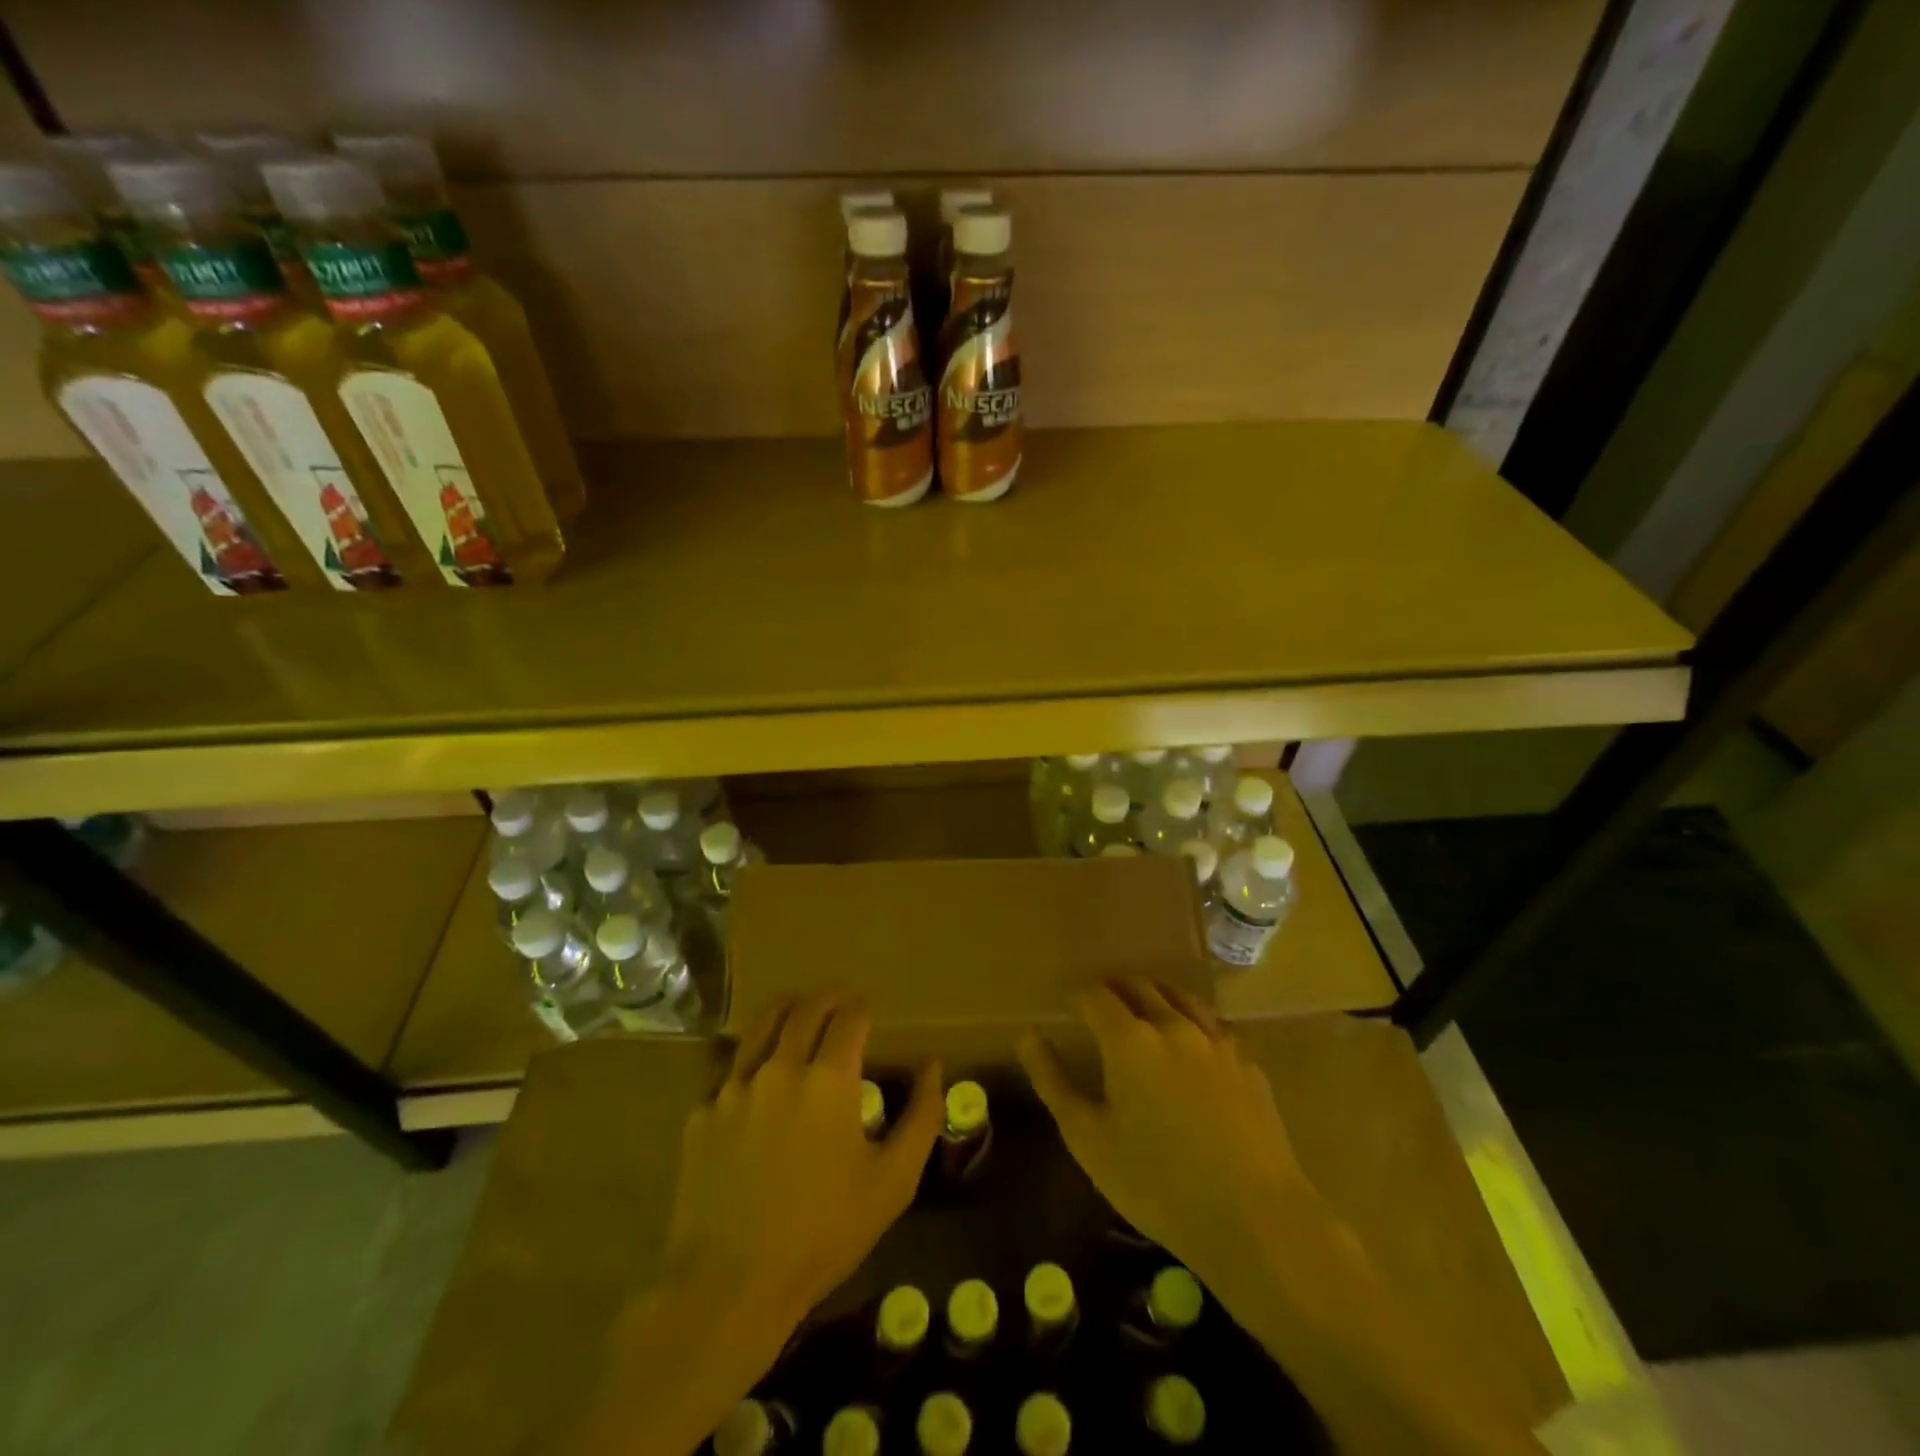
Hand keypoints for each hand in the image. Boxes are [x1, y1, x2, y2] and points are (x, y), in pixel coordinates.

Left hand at [662, 992, 943, 1339]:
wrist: (728, 1285)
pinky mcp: (702, 1112)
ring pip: (762, 1025)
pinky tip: (759, 1082)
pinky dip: (753, 1061)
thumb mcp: (893, 1183)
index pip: (850, 1017)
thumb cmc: (822, 1234)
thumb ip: (921, 1117)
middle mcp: (780, 1067)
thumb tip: (934, 1066)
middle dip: (829, 997)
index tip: (870, 1009)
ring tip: (799, 1012)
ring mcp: (734, 1087)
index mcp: (828, 1079)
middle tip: (841, 1000)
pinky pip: (731, 1070)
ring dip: (788, 1010)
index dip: (863, 1006)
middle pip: (806, 1008)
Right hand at [1019, 978, 1320, 1289]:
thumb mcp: (1088, 1139)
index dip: (1078, 996)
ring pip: (1180, 997)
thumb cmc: (1157, 1183)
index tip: (1069, 1006)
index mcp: (1129, 1038)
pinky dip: (1192, 1021)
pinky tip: (1192, 1044)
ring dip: (1155, 995)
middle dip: (1115, 989)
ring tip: (1144, 1011)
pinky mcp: (1247, 1063)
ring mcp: (1216, 1041)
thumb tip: (1027, 1036)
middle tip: (1101, 1004)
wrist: (1254, 1219)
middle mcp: (1173, 1025)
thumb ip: (1053, 1081)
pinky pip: (1213, 1025)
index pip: (1096, 995)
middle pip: (1139, 986)